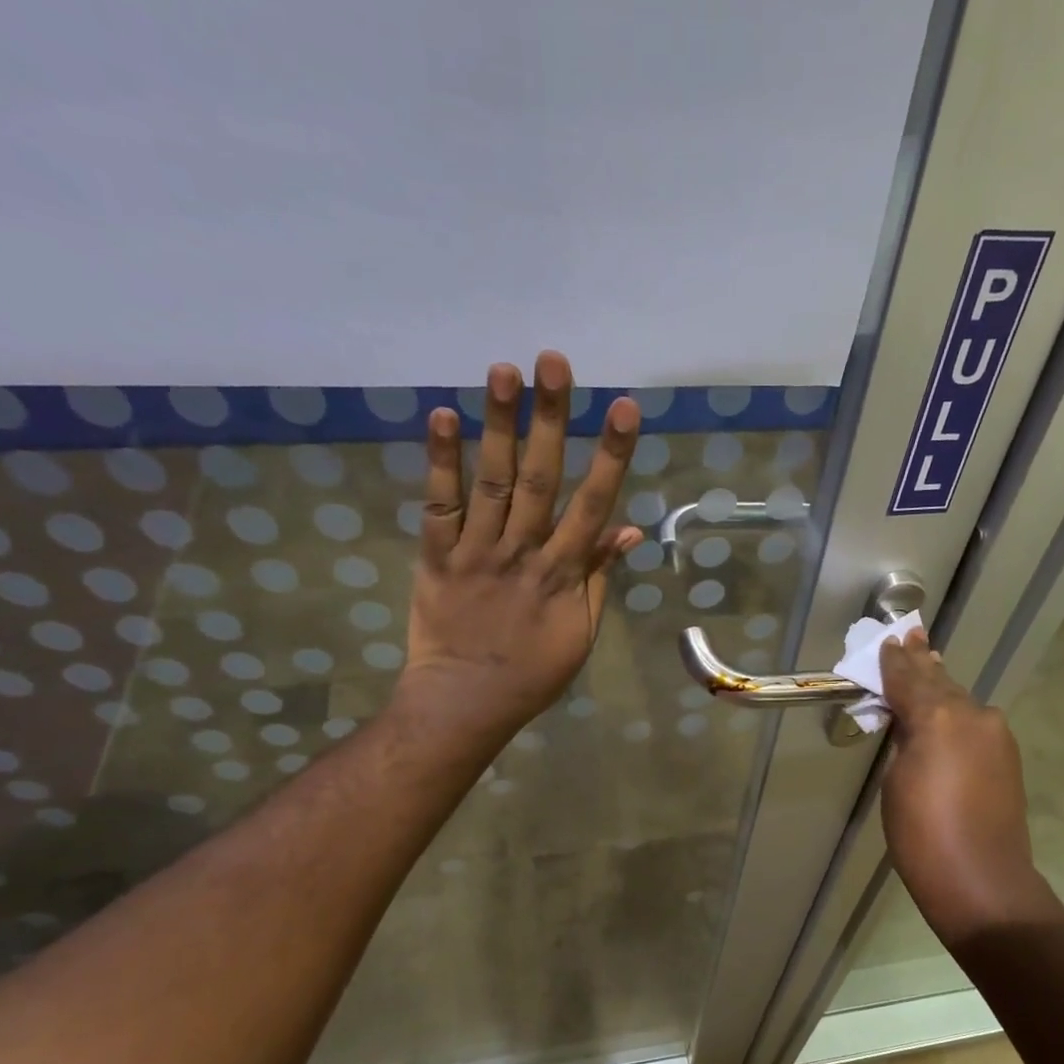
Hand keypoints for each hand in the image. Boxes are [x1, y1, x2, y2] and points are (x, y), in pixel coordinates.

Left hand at [402, 351, 642, 745]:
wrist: (466, 702)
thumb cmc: (533, 673)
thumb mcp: (581, 632)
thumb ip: (600, 577)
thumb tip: (627, 527)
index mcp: (562, 574)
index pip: (593, 505)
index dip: (610, 456)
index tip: (623, 408)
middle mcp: (522, 552)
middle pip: (541, 479)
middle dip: (551, 419)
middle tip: (553, 361)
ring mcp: (476, 552)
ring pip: (492, 482)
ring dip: (499, 425)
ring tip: (502, 370)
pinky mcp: (435, 558)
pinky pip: (438, 506)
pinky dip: (440, 462)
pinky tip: (444, 416)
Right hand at [879, 629, 1048, 945]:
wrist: (980, 877)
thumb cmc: (921, 834)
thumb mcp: (896, 781)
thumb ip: (905, 740)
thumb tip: (914, 723)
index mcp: (937, 717)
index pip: (909, 679)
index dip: (895, 661)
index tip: (889, 640)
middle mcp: (972, 715)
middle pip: (940, 681)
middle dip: (922, 661)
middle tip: (912, 635)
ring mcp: (995, 734)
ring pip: (960, 700)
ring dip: (941, 683)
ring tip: (928, 661)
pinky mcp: (1007, 755)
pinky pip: (974, 721)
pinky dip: (957, 710)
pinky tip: (948, 706)